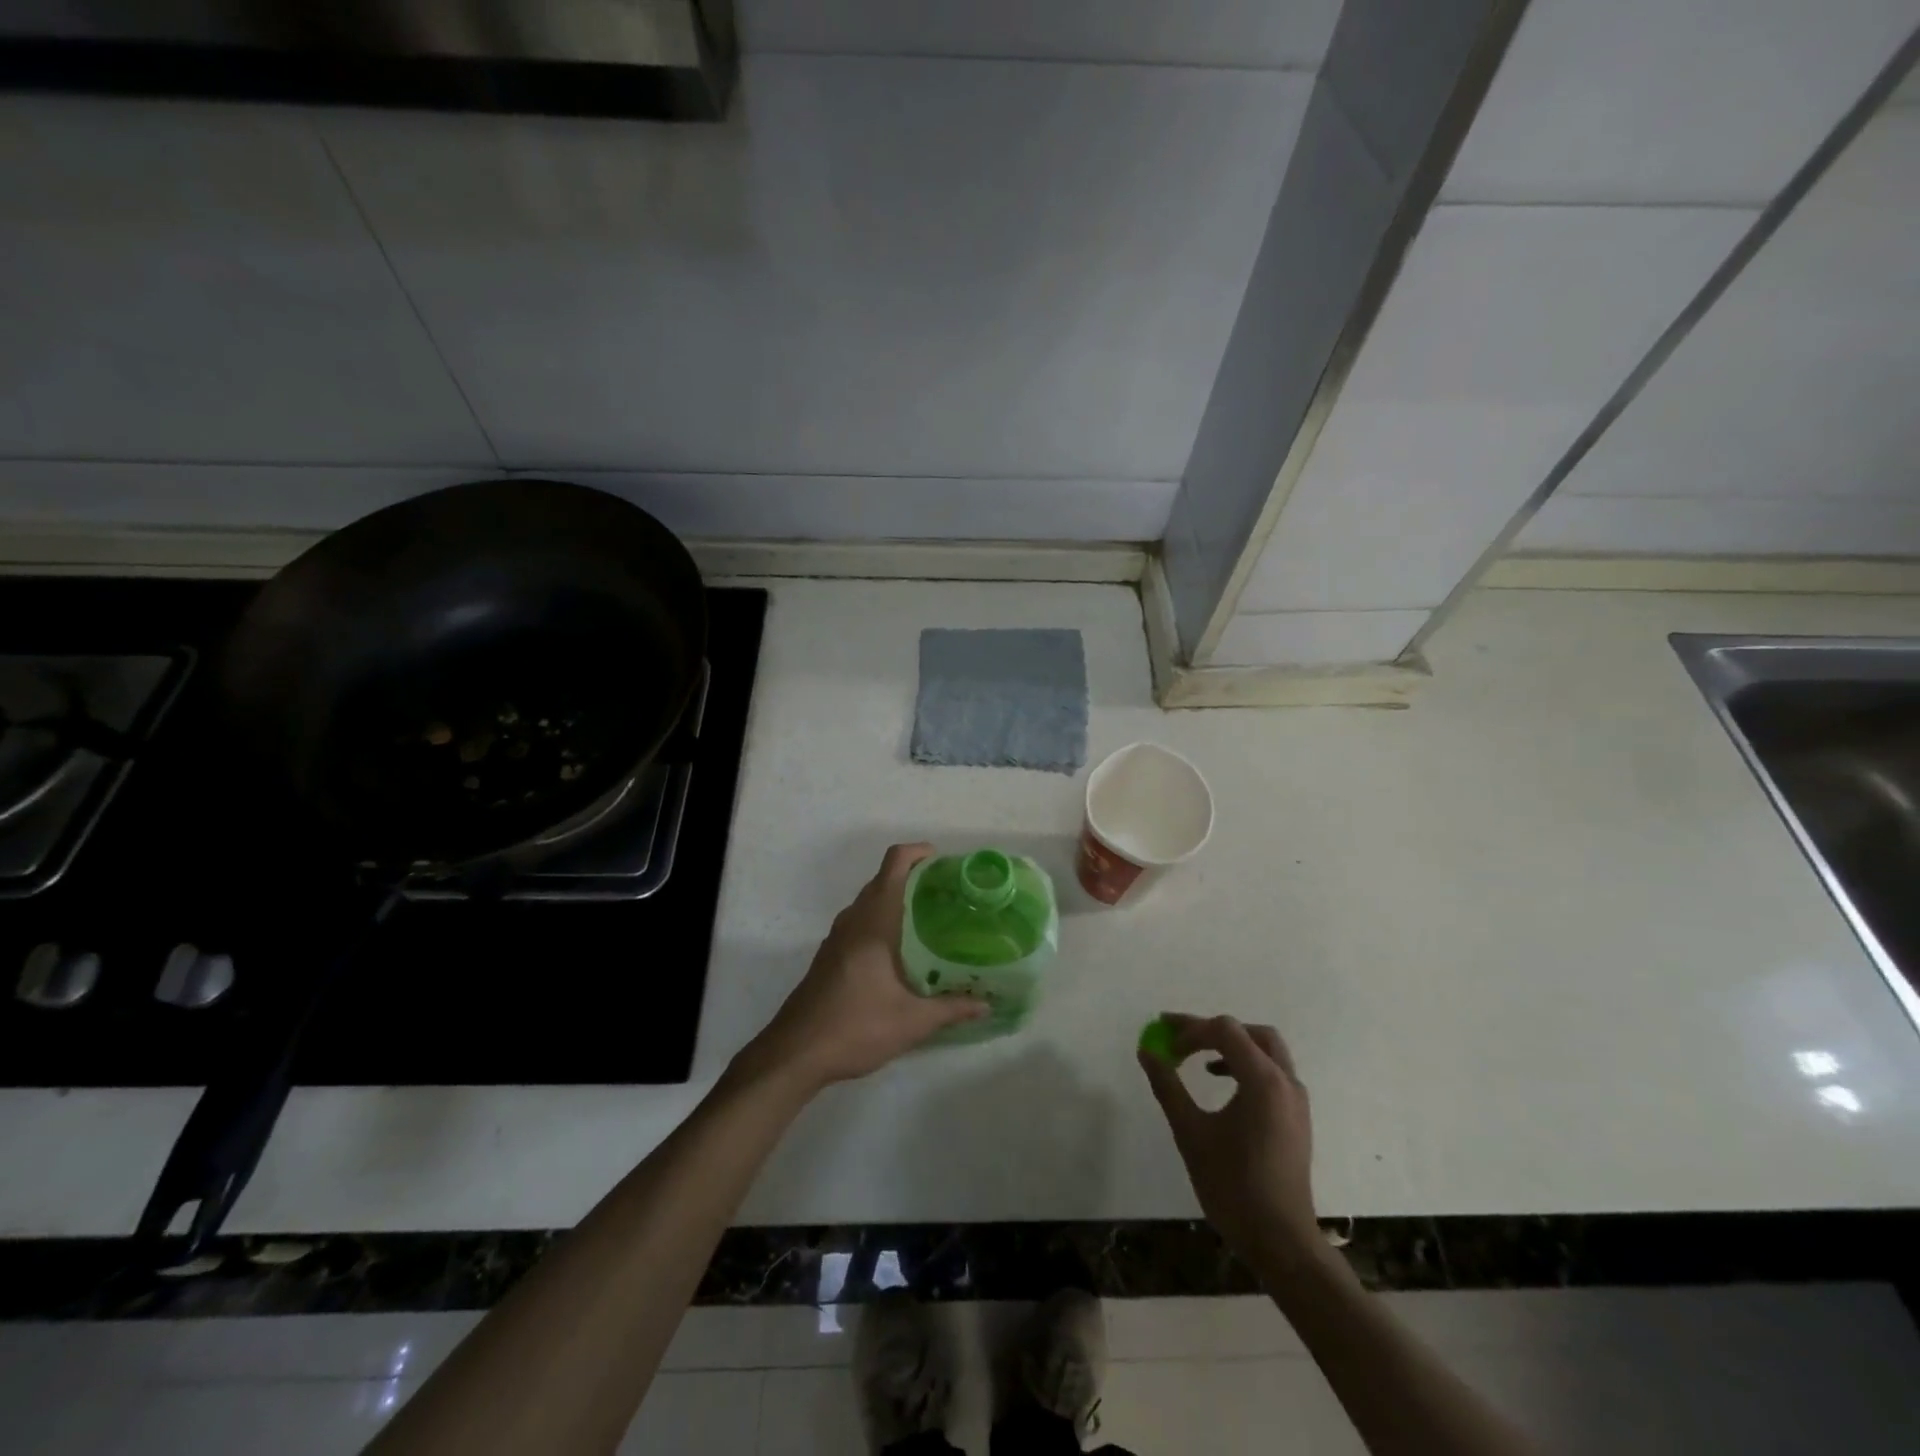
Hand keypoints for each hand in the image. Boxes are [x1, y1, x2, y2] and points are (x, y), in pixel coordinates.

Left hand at [735, 844, 986, 1093]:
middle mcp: (853, 921)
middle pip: (882, 880)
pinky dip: (881, 921)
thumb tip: (987, 1004)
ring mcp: (836, 938)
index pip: (893, 865)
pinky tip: (901, 952)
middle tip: (948, 894)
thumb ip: (951, 1008)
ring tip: (930, 920)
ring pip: (869, 903)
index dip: (918, 852)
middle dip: (914, 878)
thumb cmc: (855, 1028)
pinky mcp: (829, 956)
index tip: (943, 861)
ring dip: (896, 900)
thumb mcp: (911, 1022)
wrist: (794, 1054)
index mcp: (873, 922)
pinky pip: (859, 923)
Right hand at [1139, 1014, 1322, 1275]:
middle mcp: (1286, 1082)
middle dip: (1213, 1030)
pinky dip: (1246, 1066)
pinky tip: (1222, 1084)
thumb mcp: (1191, 1133)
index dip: (1190, 1031)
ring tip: (1198, 1061)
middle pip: (1251, 1032)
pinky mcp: (1297, 1118)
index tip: (1164, 1045)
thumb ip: (1168, 1086)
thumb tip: (1147, 1052)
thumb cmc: (1233, 1186)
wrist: (1281, 1242)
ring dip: (1232, 1047)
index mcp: (1263, 1081)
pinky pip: (1272, 1073)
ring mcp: (1296, 1100)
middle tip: (1180, 1040)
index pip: (1225, 1031)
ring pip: (1266, 1051)